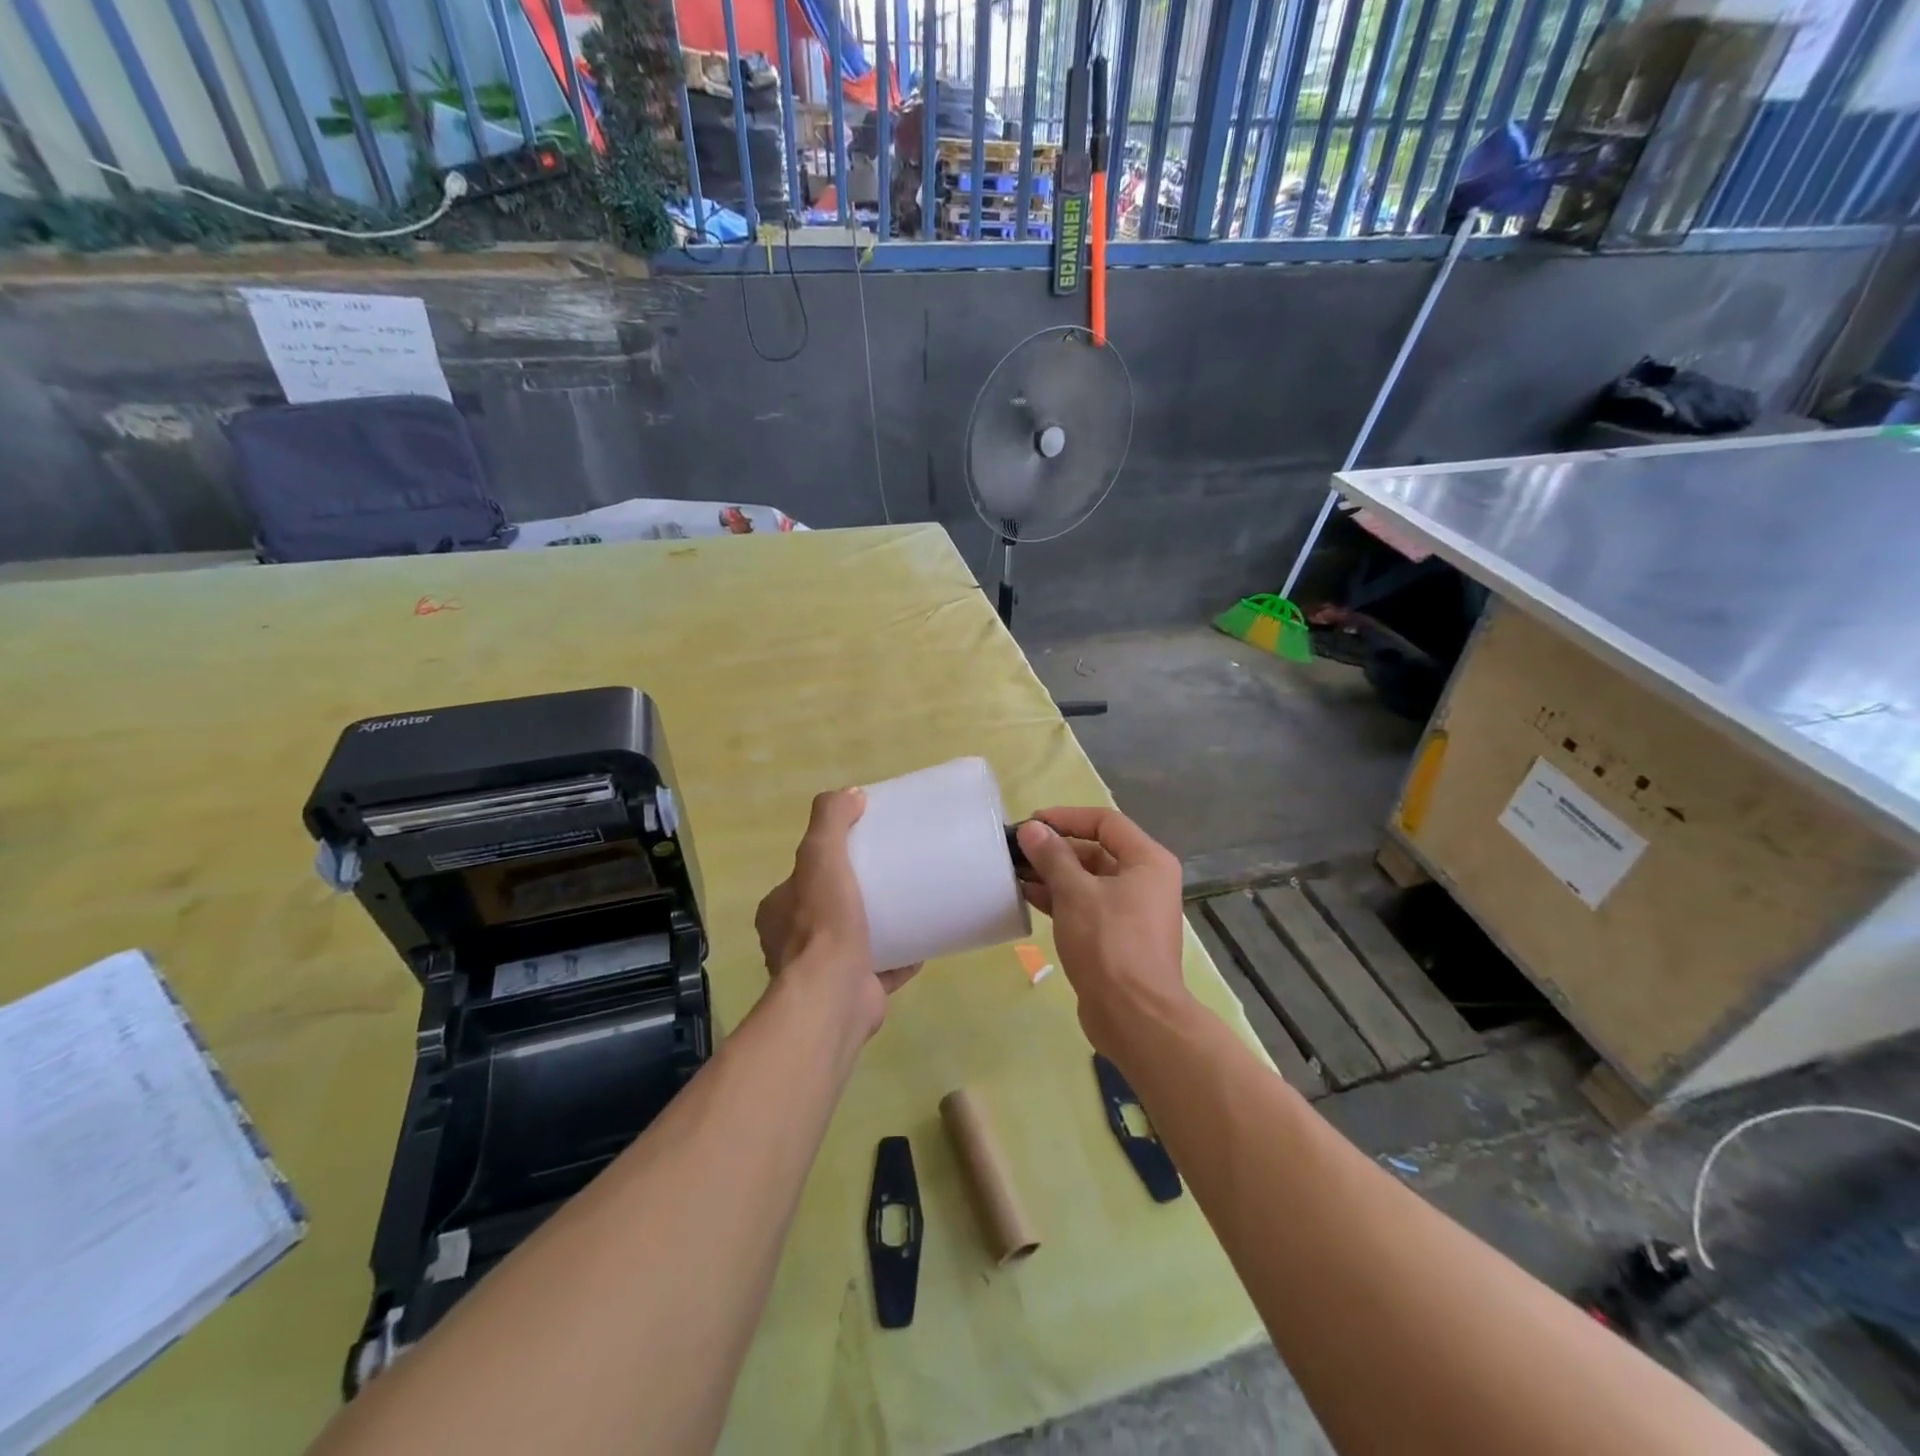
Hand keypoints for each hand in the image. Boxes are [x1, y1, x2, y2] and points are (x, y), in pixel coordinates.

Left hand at [755, 788, 919, 1040]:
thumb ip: (829, 821)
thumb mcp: (820, 856)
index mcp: (779, 912)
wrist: (834, 996)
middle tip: (892, 874)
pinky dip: (902, 956)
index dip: (828, 862)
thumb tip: (851, 794)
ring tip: (911, 903)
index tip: (862, 849)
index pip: (802, 878)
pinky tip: (925, 940)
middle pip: (829, 908)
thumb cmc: (822, 924)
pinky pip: (882, 968)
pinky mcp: (855, 992)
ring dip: (879, 925)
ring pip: (854, 940)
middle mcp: (794, 943)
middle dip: (857, 894)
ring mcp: (824, 972)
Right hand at [1016, 807, 1193, 1058]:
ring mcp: (1131, 910)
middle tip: (1016, 849)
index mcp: (1148, 861)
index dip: (1066, 818)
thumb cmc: (1109, 944)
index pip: (1105, 822)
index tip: (1031, 823)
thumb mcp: (1075, 893)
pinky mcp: (1116, 936)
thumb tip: (1032, 829)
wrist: (1134, 1017)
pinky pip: (1086, 905)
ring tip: (1014, 872)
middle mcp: (1145, 880)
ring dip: (1053, 874)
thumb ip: (1052, 856)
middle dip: (1055, 848)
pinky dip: (1060, 898)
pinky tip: (1028, 896)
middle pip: (1096, 850)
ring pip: (1088, 880)